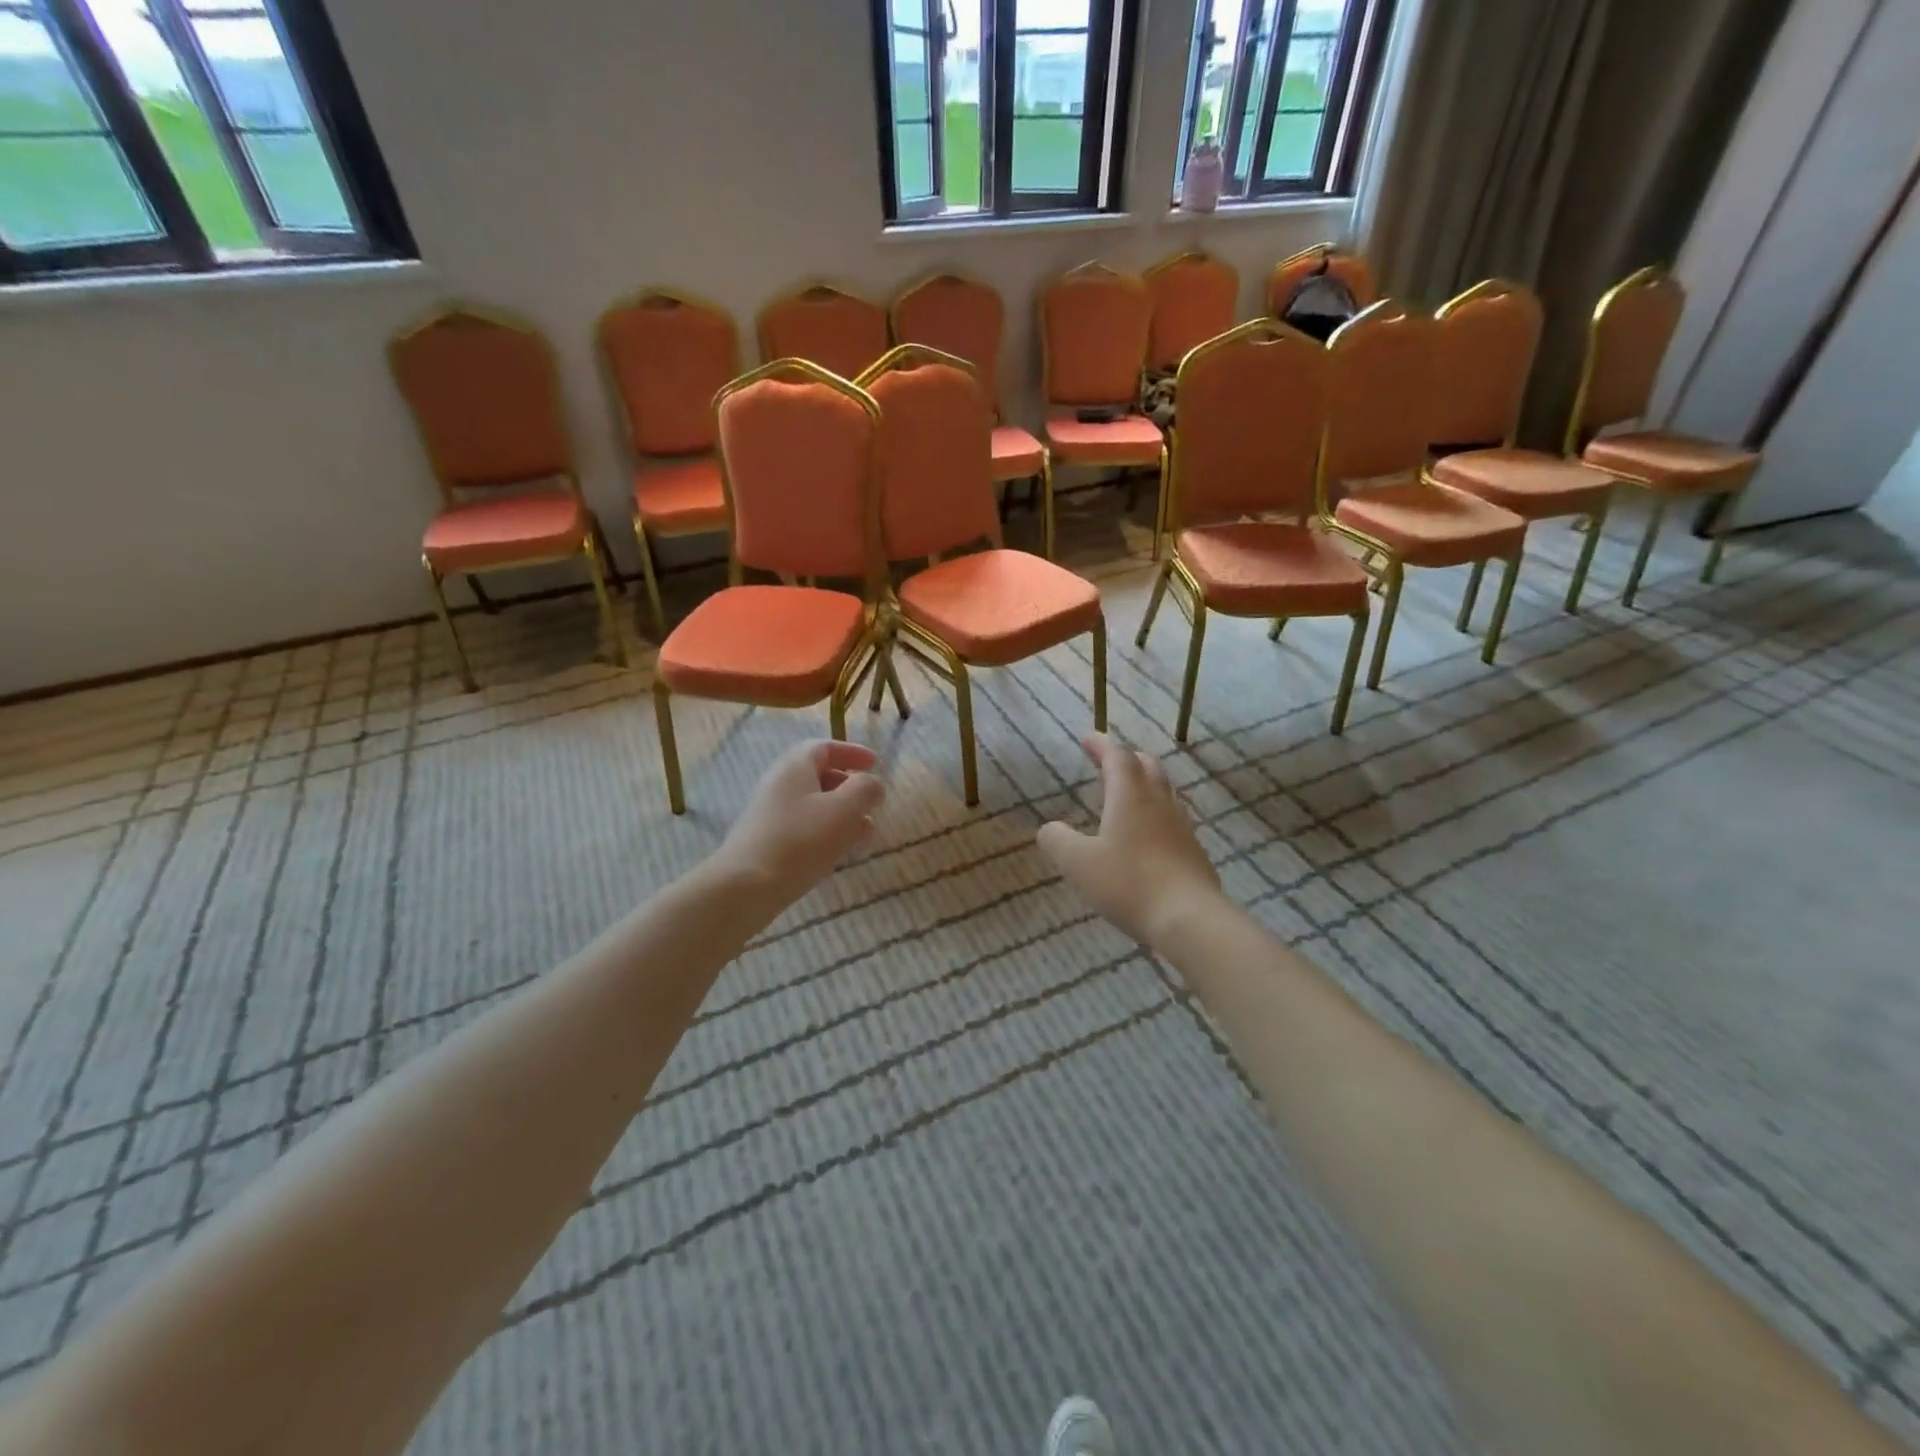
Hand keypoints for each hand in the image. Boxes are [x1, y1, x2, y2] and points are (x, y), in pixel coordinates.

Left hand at [711, 739, 885, 906]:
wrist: (745, 887)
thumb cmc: (800, 841)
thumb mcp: (844, 809)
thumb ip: (865, 789)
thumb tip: (872, 784)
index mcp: (795, 767)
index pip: (824, 747)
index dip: (852, 752)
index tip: (876, 763)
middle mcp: (779, 785)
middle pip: (818, 775)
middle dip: (850, 786)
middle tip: (872, 802)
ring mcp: (770, 814)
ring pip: (813, 804)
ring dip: (842, 813)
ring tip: (865, 831)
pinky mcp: (768, 842)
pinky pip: (804, 827)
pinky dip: (827, 831)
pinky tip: (841, 851)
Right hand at [1037, 735, 1221, 947]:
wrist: (1189, 919)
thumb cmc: (1128, 883)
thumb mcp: (1077, 863)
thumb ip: (1057, 840)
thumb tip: (1050, 829)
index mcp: (1130, 796)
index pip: (1117, 757)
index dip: (1101, 745)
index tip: (1087, 738)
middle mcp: (1159, 802)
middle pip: (1146, 767)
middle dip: (1126, 759)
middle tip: (1108, 761)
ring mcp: (1181, 826)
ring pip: (1164, 791)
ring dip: (1144, 783)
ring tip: (1127, 793)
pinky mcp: (1193, 851)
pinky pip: (1172, 818)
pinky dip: (1155, 812)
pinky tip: (1148, 832)